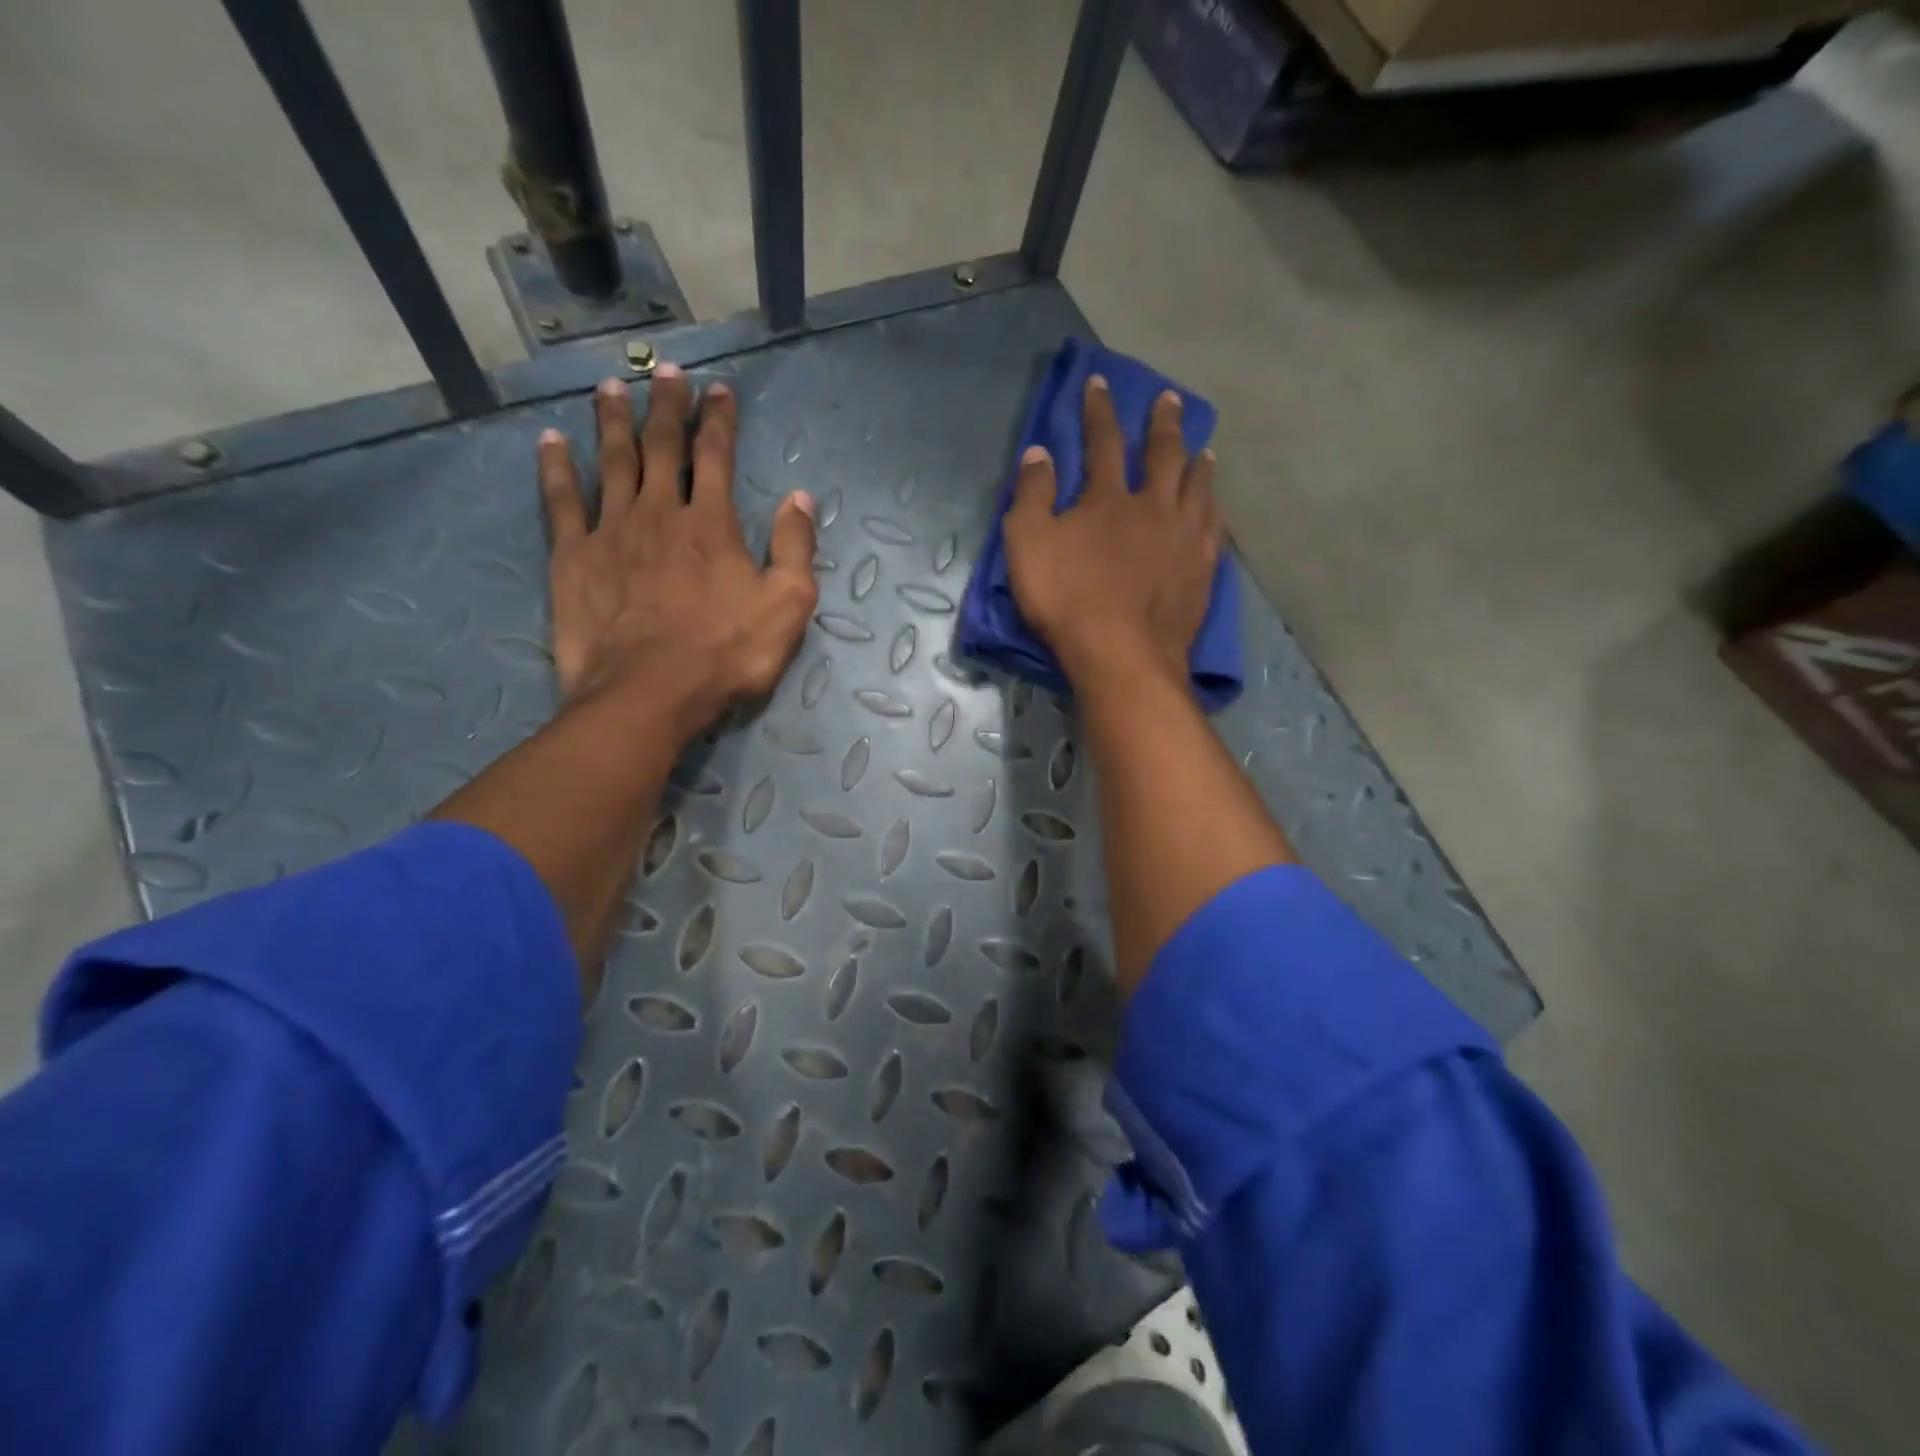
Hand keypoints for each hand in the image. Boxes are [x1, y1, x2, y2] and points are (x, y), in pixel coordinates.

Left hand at [538, 367, 818, 733]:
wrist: (650, 693)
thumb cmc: (727, 653)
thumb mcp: (788, 606)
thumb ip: (796, 548)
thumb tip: (800, 498)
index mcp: (712, 523)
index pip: (717, 456)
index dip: (719, 420)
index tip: (719, 390)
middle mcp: (660, 512)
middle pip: (662, 447)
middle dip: (667, 407)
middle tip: (666, 372)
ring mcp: (611, 531)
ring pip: (612, 462)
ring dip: (613, 421)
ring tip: (611, 387)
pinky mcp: (573, 556)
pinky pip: (562, 501)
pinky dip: (556, 468)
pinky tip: (551, 441)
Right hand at [1003, 376, 1221, 687]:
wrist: (1121, 654)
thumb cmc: (1067, 600)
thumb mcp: (1028, 545)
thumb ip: (1032, 496)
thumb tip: (1038, 452)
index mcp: (1108, 498)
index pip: (1103, 441)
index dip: (1099, 410)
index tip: (1101, 382)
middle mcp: (1154, 507)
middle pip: (1163, 455)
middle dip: (1163, 424)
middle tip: (1170, 400)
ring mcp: (1184, 539)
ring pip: (1198, 489)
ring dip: (1198, 464)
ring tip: (1205, 450)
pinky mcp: (1202, 571)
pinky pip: (1215, 529)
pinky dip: (1214, 511)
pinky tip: (1216, 508)